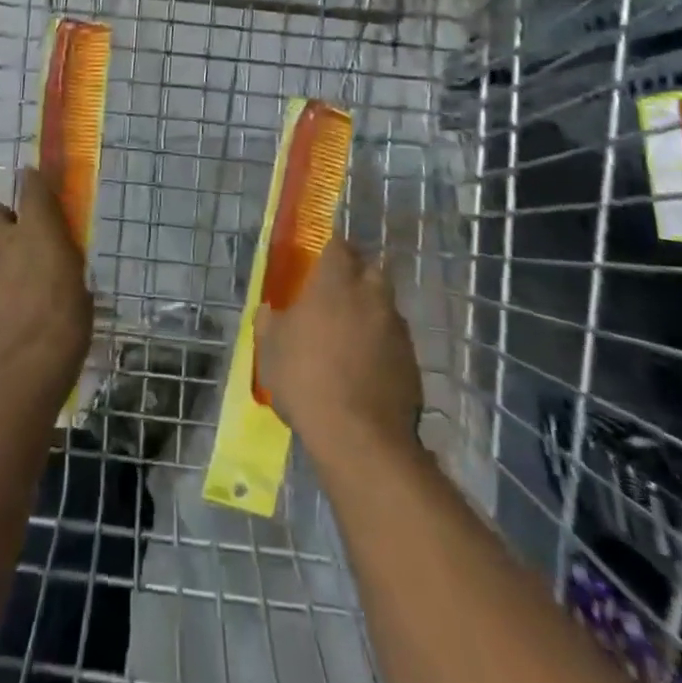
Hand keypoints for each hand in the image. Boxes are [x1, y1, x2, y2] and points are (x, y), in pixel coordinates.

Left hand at [0, 168, 91, 405]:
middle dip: (1, 215)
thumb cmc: (63, 324)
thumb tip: (58, 252)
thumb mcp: (78, 284)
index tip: (38, 185)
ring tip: (6, 271)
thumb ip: (63, 258)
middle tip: (19, 235)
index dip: (34, 181)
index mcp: (35, 228)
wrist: (17, 374)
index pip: (31, 184)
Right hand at [255, 237, 420, 462]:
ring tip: (351, 335)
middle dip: (356, 275)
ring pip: (384, 305)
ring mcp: (396, 327)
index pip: (339, 245)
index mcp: (336, 281)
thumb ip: (269, 321)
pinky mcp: (412, 360)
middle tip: (336, 295)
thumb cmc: (305, 379)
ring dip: (370, 311)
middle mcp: (371, 294)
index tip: (320, 261)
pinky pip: (394, 340)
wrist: (358, 437)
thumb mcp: (270, 348)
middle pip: (370, 269)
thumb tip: (269, 309)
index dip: (331, 250)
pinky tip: (366, 366)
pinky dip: (382, 344)